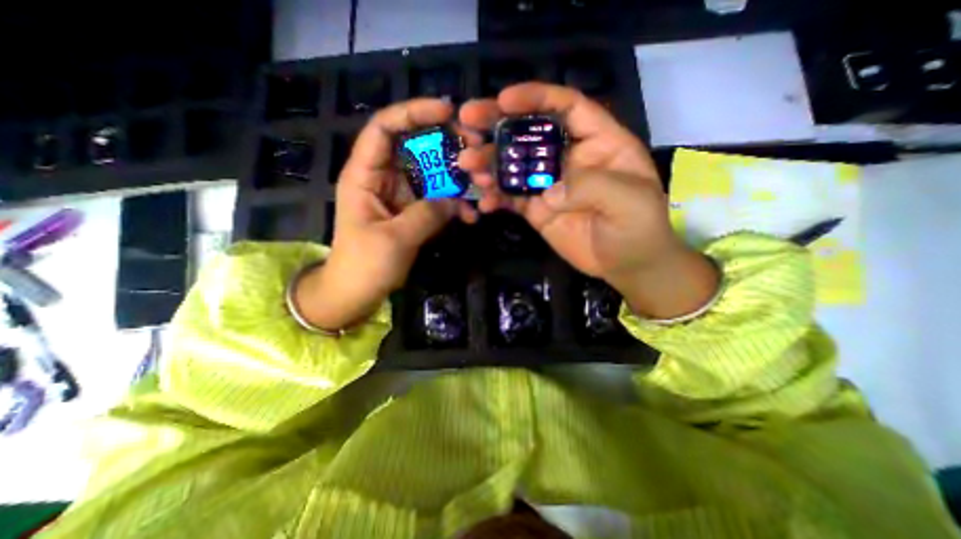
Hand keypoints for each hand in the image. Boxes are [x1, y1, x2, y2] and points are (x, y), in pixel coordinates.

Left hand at [292, 99, 474, 331]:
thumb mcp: (394, 239)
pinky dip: (454, 204)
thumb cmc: (364, 265)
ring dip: (456, 179)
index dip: (413, 113)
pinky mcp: (413, 211)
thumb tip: (456, 201)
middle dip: (445, 145)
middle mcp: (383, 178)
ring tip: (480, 186)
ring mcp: (401, 195)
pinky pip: (437, 199)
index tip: (447, 112)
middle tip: (474, 149)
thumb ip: (426, 215)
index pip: (384, 128)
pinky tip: (470, 215)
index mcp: (365, 175)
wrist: (357, 291)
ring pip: (431, 174)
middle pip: (414, 147)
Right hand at [462, 85, 716, 316]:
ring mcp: (549, 184)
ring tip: (468, 166)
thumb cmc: (638, 227)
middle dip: (497, 125)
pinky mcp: (537, 209)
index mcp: (597, 142)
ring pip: (514, 166)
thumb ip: (590, 186)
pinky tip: (483, 202)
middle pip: (530, 133)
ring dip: (488, 163)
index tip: (503, 99)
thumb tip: (547, 193)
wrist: (626, 264)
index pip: (566, 107)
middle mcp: (568, 157)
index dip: (535, 98)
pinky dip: (494, 197)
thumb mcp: (628, 199)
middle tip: (466, 122)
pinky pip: (511, 198)